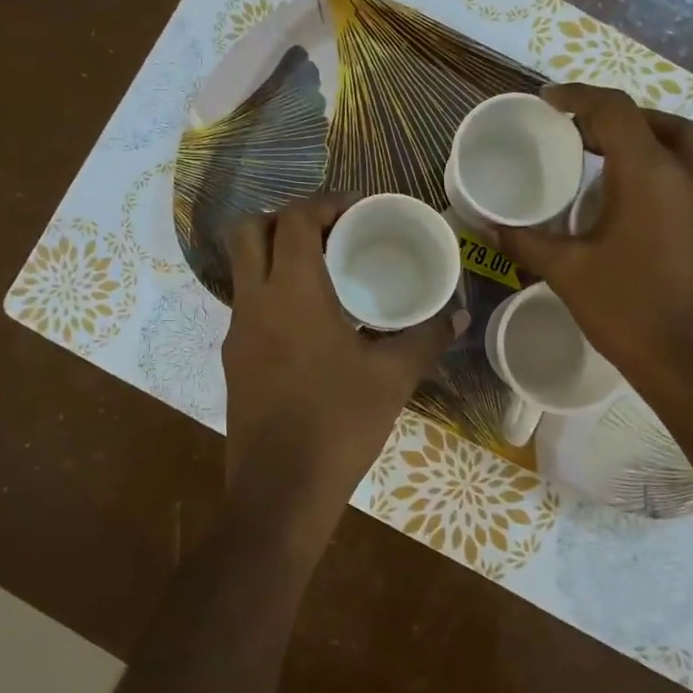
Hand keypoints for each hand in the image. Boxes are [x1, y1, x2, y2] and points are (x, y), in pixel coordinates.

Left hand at [221, 192, 463, 551]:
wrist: (280, 491)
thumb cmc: (339, 423)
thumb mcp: (393, 377)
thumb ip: (427, 337)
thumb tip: (459, 315)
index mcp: (293, 291)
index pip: (295, 219)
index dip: (324, 202)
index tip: (356, 208)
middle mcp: (255, 300)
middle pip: (249, 230)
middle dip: (286, 217)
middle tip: (329, 232)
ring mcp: (236, 331)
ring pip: (243, 267)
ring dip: (276, 254)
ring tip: (324, 271)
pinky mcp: (233, 359)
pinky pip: (248, 303)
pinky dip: (273, 291)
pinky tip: (310, 321)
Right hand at [497, 83, 692, 393]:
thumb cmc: (628, 313)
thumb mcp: (567, 273)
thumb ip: (524, 241)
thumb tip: (484, 224)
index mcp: (646, 174)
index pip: (613, 110)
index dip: (579, 97)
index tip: (550, 102)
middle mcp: (691, 175)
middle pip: (656, 123)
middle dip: (617, 120)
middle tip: (583, 137)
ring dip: (668, 134)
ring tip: (642, 145)